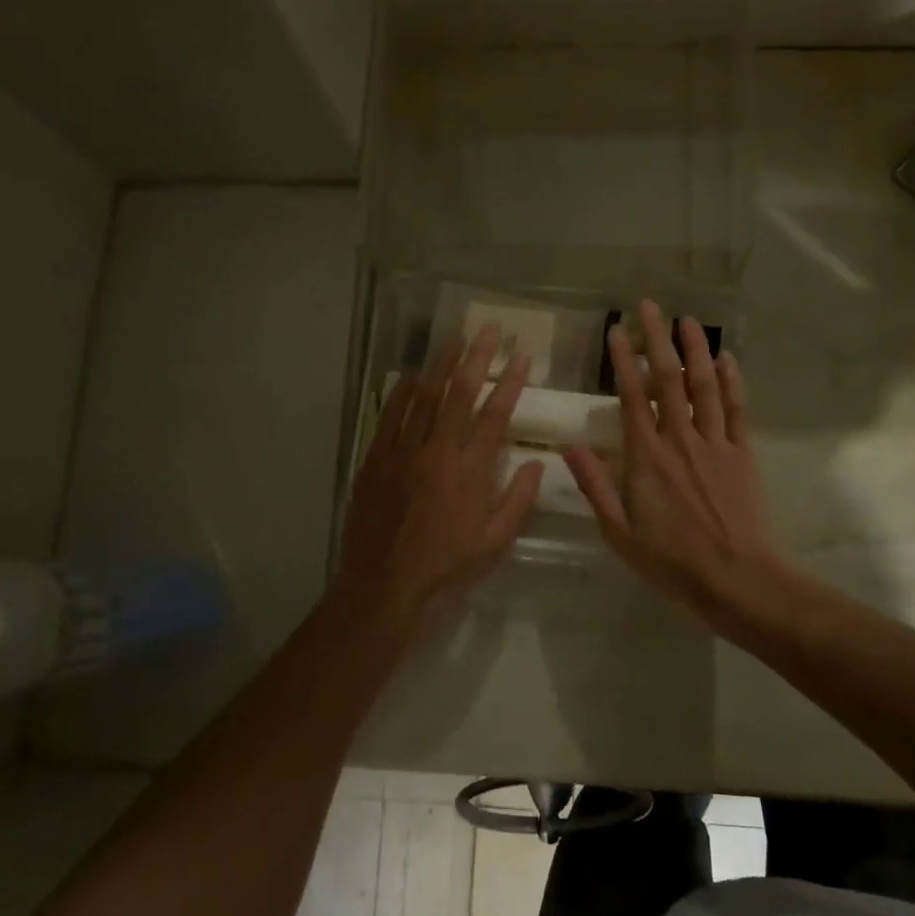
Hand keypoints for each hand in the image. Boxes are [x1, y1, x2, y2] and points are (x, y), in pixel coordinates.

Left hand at [333, 323, 543, 636]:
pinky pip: (391, 415)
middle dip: (477, 357)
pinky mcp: (376, 459)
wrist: (384, 586)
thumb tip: (538, 463)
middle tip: (489, 328)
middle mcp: (436, 451)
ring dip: (441, 365)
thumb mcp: (495, 543)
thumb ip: (518, 500)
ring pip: (423, 396)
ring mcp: (402, 451)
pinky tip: (412, 375)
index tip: (522, 356)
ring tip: (455, 340)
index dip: (511, 382)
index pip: (495, 414)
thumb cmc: (446, 568)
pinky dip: (403, 392)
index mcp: (469, 470)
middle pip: (459, 393)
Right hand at [565, 300, 783, 625]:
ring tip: (688, 319)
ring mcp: (716, 443)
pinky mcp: (743, 453)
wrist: (736, 578)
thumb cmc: (670, 560)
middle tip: (650, 305)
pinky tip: (727, 359)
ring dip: (696, 348)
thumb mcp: (619, 531)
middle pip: (669, 378)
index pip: (631, 396)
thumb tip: (569, 446)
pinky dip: (732, 380)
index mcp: (647, 456)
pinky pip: (737, 408)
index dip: (623, 361)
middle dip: (658, 338)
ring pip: (706, 384)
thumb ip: (595, 485)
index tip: (616, 330)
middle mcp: (681, 439)